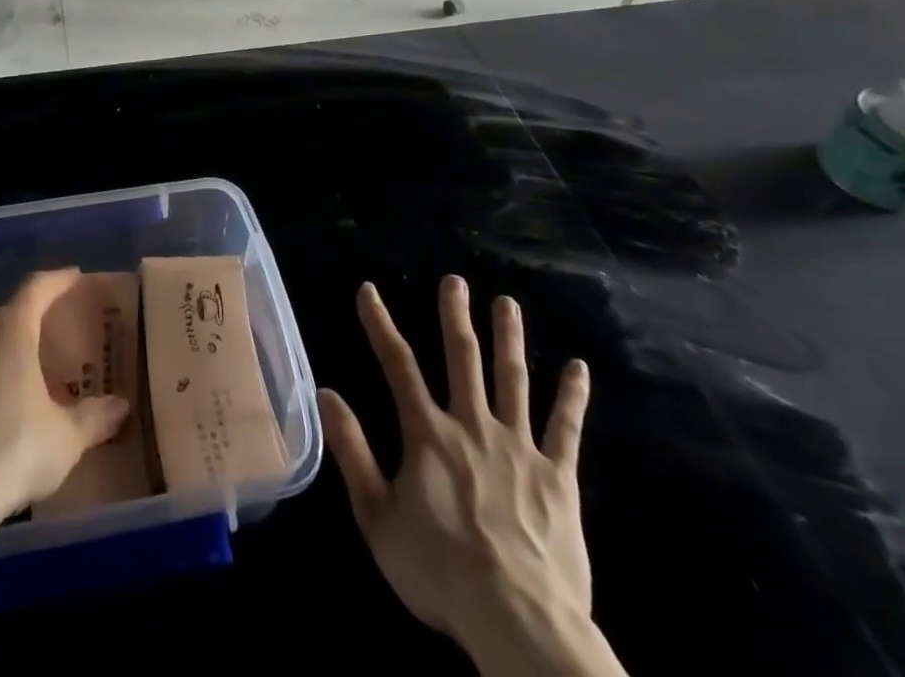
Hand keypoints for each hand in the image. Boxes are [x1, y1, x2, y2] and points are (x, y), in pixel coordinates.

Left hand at [0, 268, 130, 527]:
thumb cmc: (10, 455)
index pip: (37, 287)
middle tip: (38, 334)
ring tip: (2, 376)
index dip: (57, 280)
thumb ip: (94, 418)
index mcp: (8, 332)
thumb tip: (121, 407)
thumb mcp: (65, 441)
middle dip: (18, 316)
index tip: (74, 277)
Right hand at [318, 279, 620, 676]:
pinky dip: (572, 396)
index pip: (398, 365)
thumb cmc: (439, 572)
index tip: (369, 290)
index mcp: (428, 434)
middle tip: (455, 281)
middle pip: (463, 358)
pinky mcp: (558, 476)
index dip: (380, 324)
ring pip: (513, 379)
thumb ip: (352, 451)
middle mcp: (472, 426)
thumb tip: (326, 393)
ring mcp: (519, 447)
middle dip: (456, 316)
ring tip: (508, 303)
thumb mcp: (377, 517)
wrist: (518, 623)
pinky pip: (566, 429)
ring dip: (509, 338)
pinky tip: (578, 367)